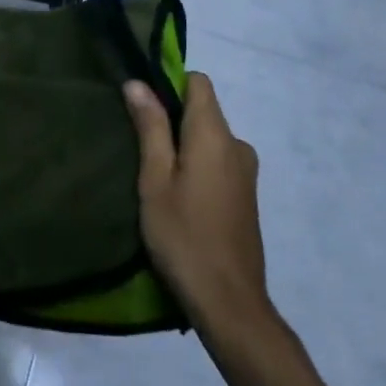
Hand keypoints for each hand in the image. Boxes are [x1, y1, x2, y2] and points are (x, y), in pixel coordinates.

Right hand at [124, 73, 272, 334]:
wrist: (229, 303)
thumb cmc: (184, 236)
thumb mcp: (155, 180)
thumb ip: (150, 127)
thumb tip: (138, 83)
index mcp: (215, 135)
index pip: (198, 82)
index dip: (170, 83)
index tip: (144, 104)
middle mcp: (237, 145)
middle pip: (203, 110)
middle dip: (172, 118)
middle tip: (139, 146)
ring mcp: (246, 172)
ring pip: (210, 138)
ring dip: (184, 145)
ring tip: (154, 175)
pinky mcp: (247, 196)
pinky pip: (218, 161)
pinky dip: (197, 165)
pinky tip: (178, 197)